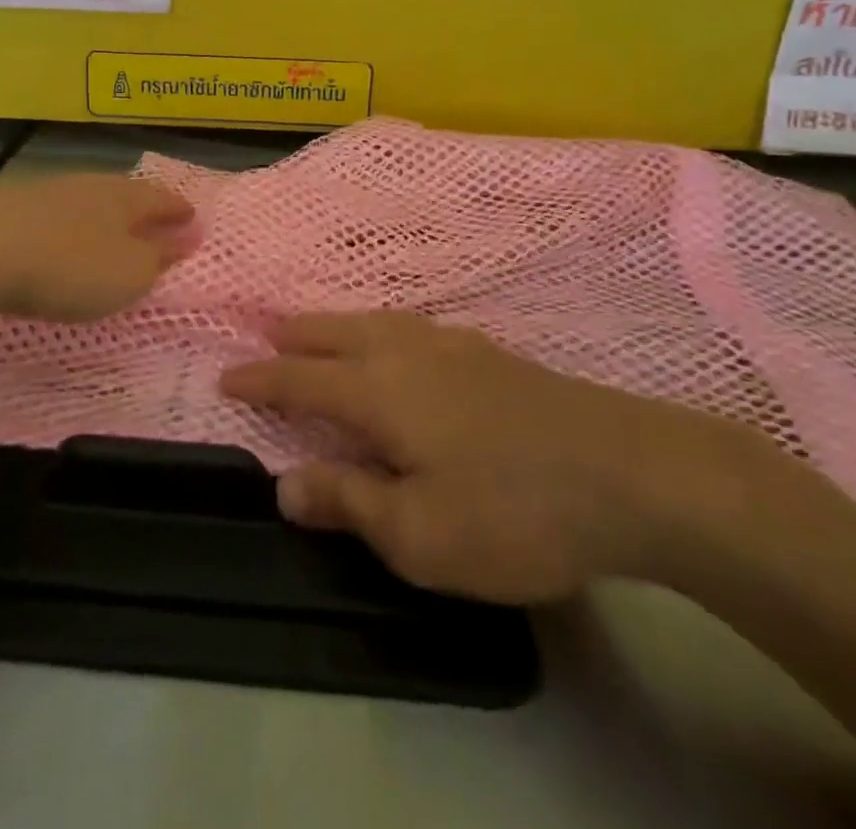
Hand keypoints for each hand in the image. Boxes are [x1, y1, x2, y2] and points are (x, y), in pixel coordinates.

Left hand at [0, 173, 196, 321]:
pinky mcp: (13, 208)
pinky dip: (72, 225)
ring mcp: (49, 193)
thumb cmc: (71, 267)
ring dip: (105, 215)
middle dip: (143, 208)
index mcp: (124, 197)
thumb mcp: (129, 273)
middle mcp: (90, 185)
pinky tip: (65, 237)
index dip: (178, 210)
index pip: (160, 198)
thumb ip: (158, 257)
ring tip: (113, 229)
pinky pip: (58, 213)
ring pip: (89, 200)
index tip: (192, 216)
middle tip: (156, 220)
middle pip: (125, 193)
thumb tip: (184, 238)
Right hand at [220, 312, 747, 605]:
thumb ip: (347, 502)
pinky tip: (400, 340)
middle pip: (333, 332)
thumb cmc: (512, 511)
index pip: (299, 379)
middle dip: (294, 336)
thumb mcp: (419, 534)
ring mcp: (451, 344)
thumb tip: (283, 484)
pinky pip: (411, 325)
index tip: (226, 376)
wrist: (630, 472)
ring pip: (374, 320)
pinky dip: (381, 327)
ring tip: (320, 330)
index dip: (259, 379)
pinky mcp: (489, 352)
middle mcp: (404, 352)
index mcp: (377, 390)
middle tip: (266, 336)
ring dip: (336, 324)